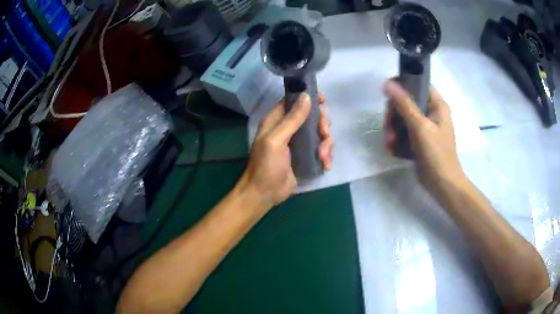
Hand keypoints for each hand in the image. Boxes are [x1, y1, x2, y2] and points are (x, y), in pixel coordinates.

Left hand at [240, 93, 332, 205]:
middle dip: (322, 124)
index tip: (323, 101)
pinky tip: (325, 164)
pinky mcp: (307, 156)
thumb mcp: (277, 140)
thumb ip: (292, 119)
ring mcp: (299, 143)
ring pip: (320, 133)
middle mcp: (288, 129)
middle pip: (312, 116)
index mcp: (277, 120)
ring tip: (323, 156)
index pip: (294, 101)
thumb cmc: (266, 166)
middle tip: (324, 134)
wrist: (265, 194)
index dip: (308, 98)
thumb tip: (306, 96)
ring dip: (326, 143)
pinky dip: (326, 155)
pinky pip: (322, 149)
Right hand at [383, 79, 465, 186]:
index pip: (419, 84)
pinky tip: (391, 148)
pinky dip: (397, 139)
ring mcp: (425, 127)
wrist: (442, 184)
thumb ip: (404, 104)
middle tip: (388, 126)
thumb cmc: (436, 154)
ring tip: (389, 142)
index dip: (403, 84)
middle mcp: (431, 113)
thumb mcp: (420, 127)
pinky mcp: (419, 140)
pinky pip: (404, 132)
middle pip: (407, 102)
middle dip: (394, 114)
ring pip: (403, 118)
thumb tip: (387, 83)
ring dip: (393, 128)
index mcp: (437, 105)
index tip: (388, 93)